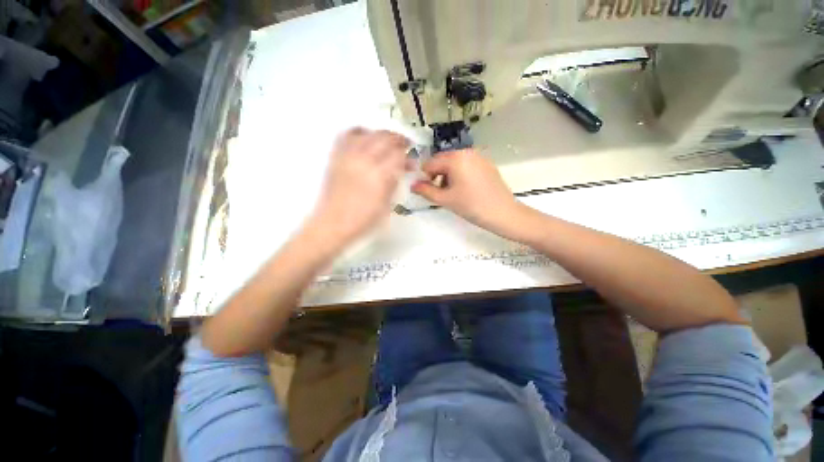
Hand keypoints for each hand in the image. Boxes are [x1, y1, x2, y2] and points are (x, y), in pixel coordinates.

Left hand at [308, 128, 408, 247]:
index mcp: (379, 175)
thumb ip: (395, 182)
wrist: (333, 224)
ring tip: (388, 142)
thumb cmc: (364, 220)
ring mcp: (348, 156)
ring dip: (382, 135)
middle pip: (386, 138)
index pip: (398, 155)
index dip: (408, 156)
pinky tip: (366, 139)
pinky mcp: (336, 157)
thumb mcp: (387, 204)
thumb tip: (402, 169)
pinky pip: (348, 135)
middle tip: (405, 147)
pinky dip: (360, 133)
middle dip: (399, 140)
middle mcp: (364, 160)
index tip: (411, 163)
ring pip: (369, 133)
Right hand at [412, 149, 523, 237]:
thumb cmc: (472, 206)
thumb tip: (412, 185)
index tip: (428, 191)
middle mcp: (466, 152)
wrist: (503, 213)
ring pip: (454, 163)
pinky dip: (460, 174)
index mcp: (455, 158)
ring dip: (448, 175)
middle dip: (437, 175)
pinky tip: (466, 189)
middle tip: (441, 193)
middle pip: (442, 161)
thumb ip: (425, 191)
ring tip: (454, 193)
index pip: (430, 163)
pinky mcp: (486, 163)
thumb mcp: (445, 199)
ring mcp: (478, 156)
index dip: (425, 177)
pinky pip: (466, 165)